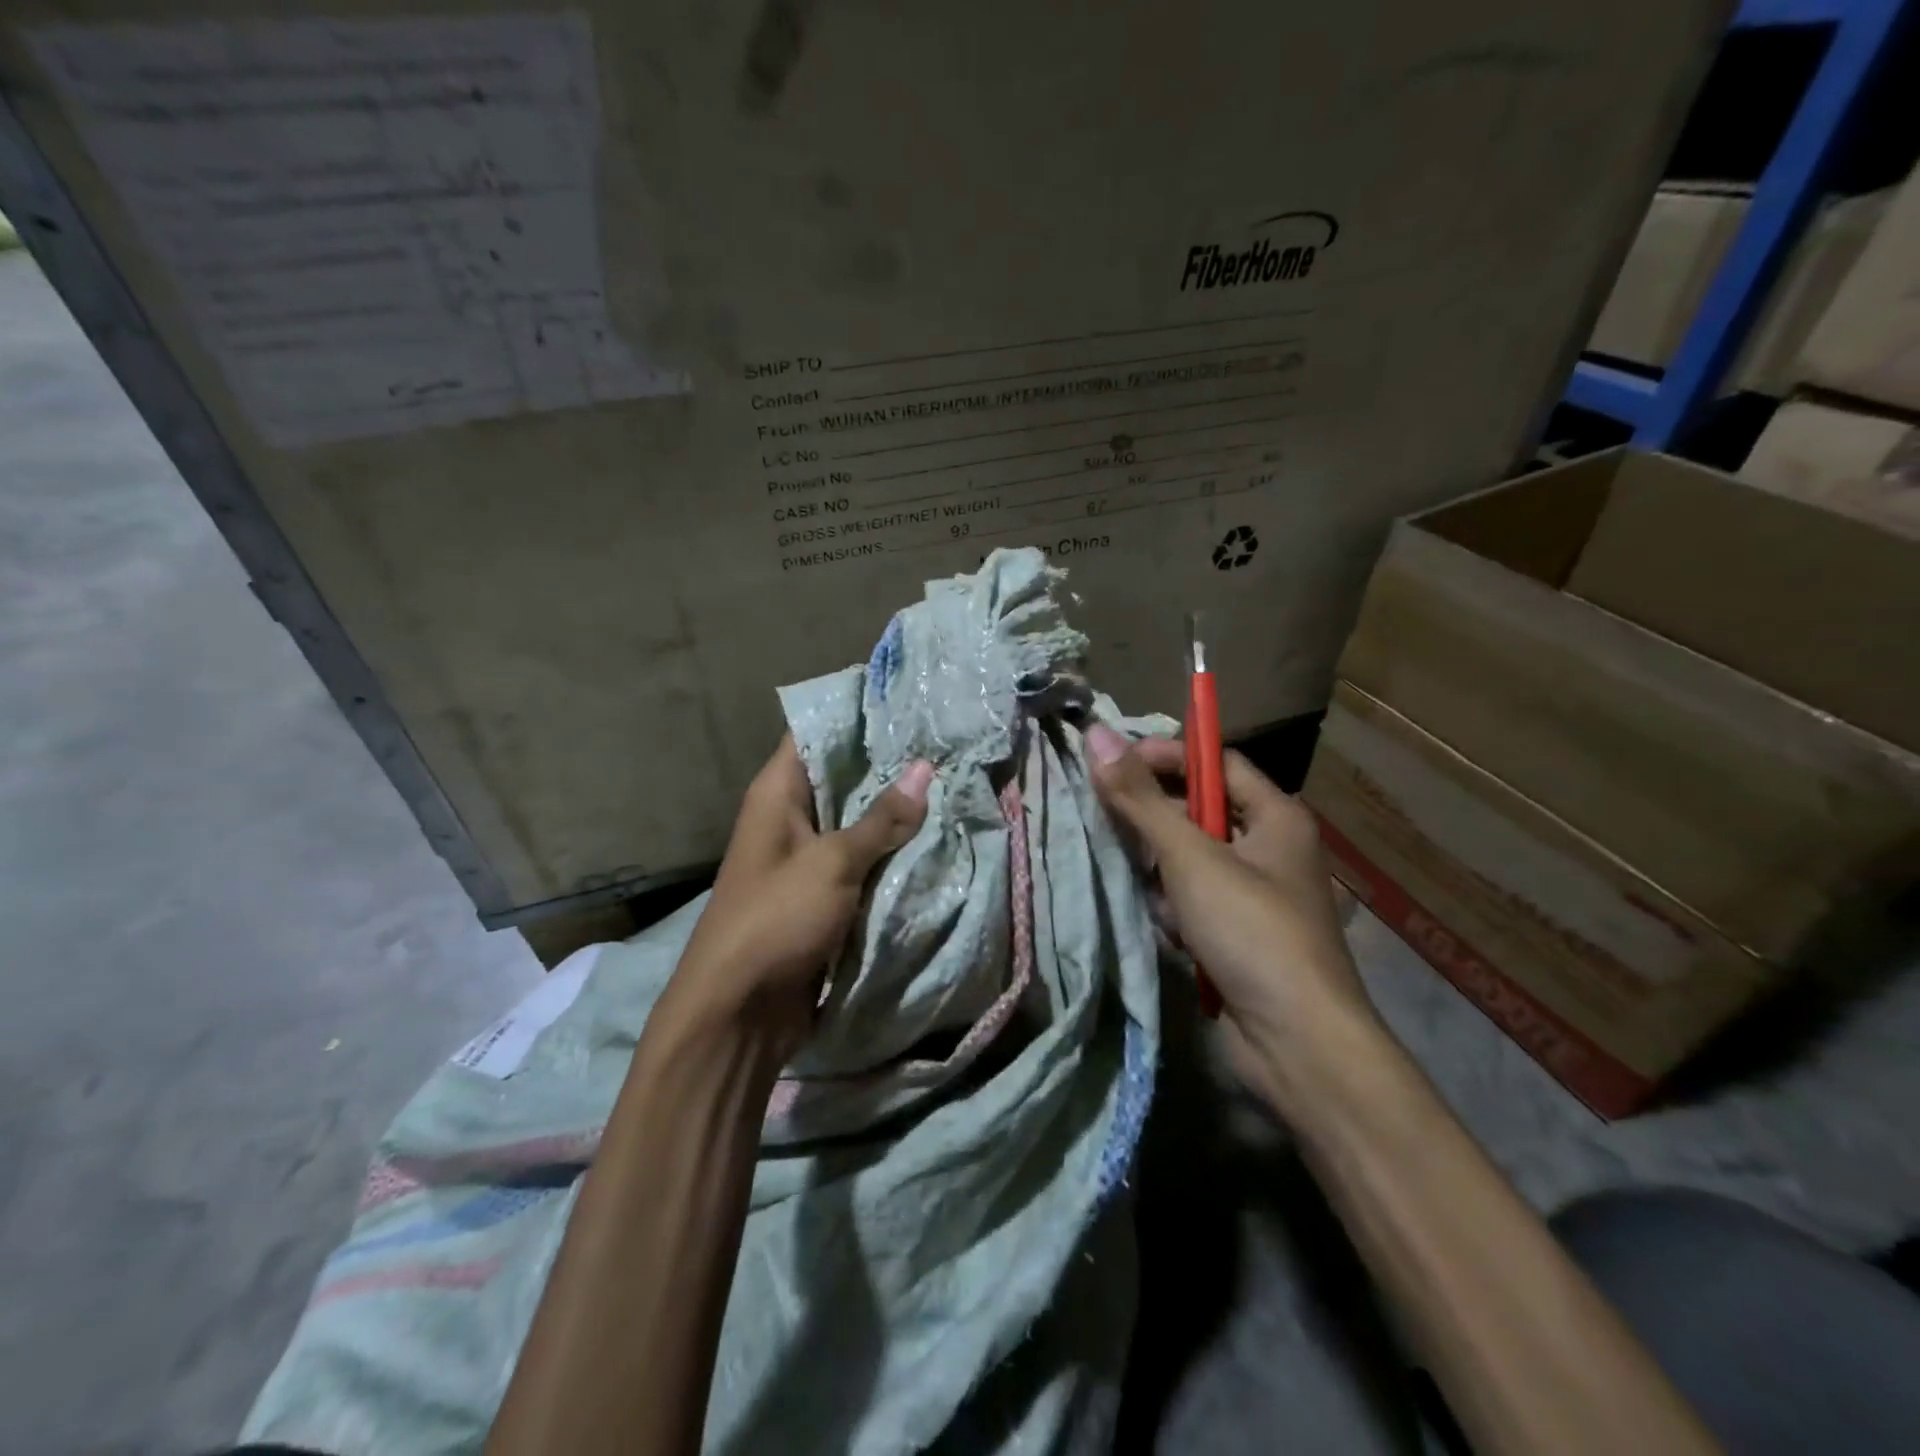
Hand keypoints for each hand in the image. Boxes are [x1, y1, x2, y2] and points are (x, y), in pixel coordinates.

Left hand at [661, 738, 932, 1062]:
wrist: (740, 1013)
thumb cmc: (775, 919)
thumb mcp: (832, 863)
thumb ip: (880, 818)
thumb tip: (923, 768)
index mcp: (778, 793)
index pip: (816, 733)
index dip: (858, 715)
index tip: (909, 702)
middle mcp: (791, 817)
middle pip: (844, 778)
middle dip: (890, 766)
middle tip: (947, 743)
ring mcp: (808, 858)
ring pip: (858, 822)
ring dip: (897, 813)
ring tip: (953, 782)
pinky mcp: (824, 895)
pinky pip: (863, 862)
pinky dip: (892, 853)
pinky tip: (936, 838)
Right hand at [1085, 725, 1380, 1113]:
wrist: (1298, 1044)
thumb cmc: (1251, 931)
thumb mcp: (1190, 856)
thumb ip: (1140, 798)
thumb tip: (1097, 734)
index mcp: (1277, 817)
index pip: (1216, 764)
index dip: (1168, 756)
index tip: (1115, 764)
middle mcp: (1271, 850)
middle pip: (1199, 812)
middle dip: (1156, 820)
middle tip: (1112, 823)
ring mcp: (1256, 896)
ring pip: (1191, 860)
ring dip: (1162, 872)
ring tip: (1150, 891)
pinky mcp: (1238, 936)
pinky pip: (1194, 901)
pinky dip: (1175, 909)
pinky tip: (1169, 930)